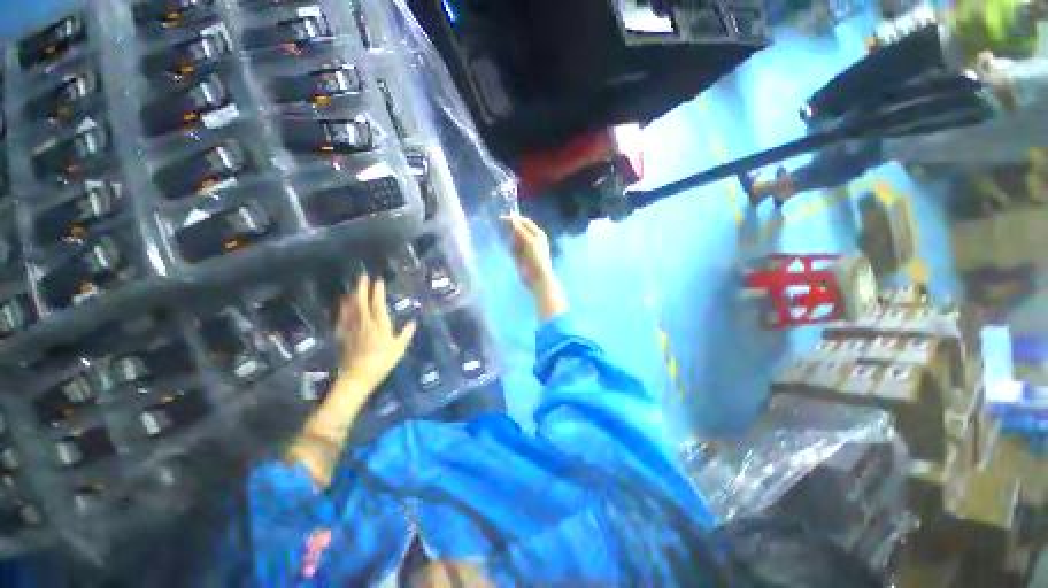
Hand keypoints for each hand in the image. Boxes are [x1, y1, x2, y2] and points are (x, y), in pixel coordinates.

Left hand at [335, 274, 416, 393]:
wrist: (357, 376)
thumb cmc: (382, 362)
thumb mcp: (399, 349)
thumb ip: (406, 334)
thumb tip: (414, 322)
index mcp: (380, 325)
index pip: (378, 304)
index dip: (378, 291)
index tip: (379, 281)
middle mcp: (364, 322)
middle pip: (361, 301)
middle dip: (362, 288)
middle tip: (362, 276)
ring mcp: (351, 327)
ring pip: (350, 307)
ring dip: (353, 295)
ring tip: (354, 287)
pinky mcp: (342, 334)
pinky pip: (342, 316)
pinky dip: (343, 307)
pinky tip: (343, 302)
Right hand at [501, 215, 567, 318]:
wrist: (537, 277)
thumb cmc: (537, 258)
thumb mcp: (530, 242)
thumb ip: (521, 231)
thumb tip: (513, 221)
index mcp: (538, 234)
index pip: (525, 222)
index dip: (514, 219)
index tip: (502, 219)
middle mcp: (532, 239)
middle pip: (519, 229)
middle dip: (513, 231)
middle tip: (508, 235)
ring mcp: (525, 247)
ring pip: (514, 238)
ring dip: (512, 241)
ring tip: (517, 252)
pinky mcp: (519, 256)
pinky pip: (512, 248)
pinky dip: (511, 249)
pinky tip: (515, 256)